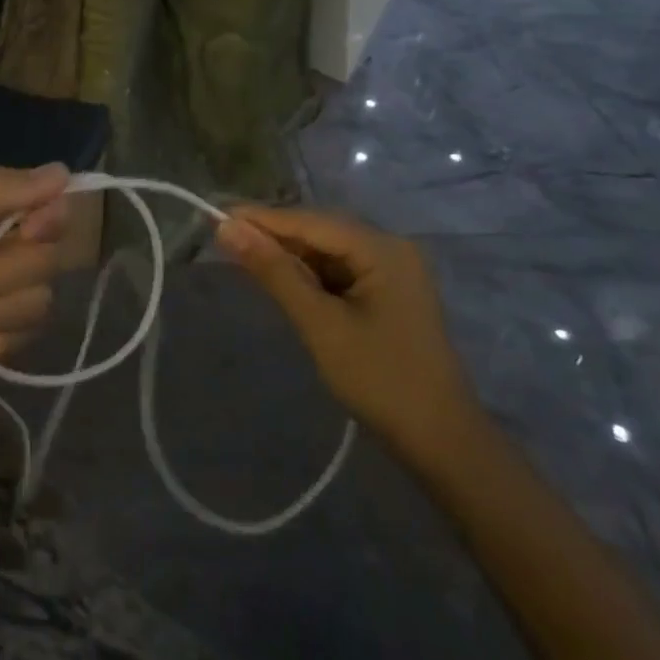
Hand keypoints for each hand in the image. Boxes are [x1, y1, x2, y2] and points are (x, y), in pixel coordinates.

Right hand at [217, 206, 485, 472]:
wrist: (442, 443)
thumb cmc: (381, 380)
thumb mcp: (320, 324)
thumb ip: (274, 272)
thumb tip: (227, 229)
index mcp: (382, 248)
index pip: (311, 221)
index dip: (263, 218)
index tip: (217, 216)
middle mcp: (391, 247)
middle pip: (321, 230)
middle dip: (274, 235)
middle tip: (225, 239)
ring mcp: (393, 270)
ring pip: (329, 250)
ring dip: (290, 255)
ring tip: (244, 256)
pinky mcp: (389, 292)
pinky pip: (340, 270)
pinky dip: (310, 274)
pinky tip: (283, 280)